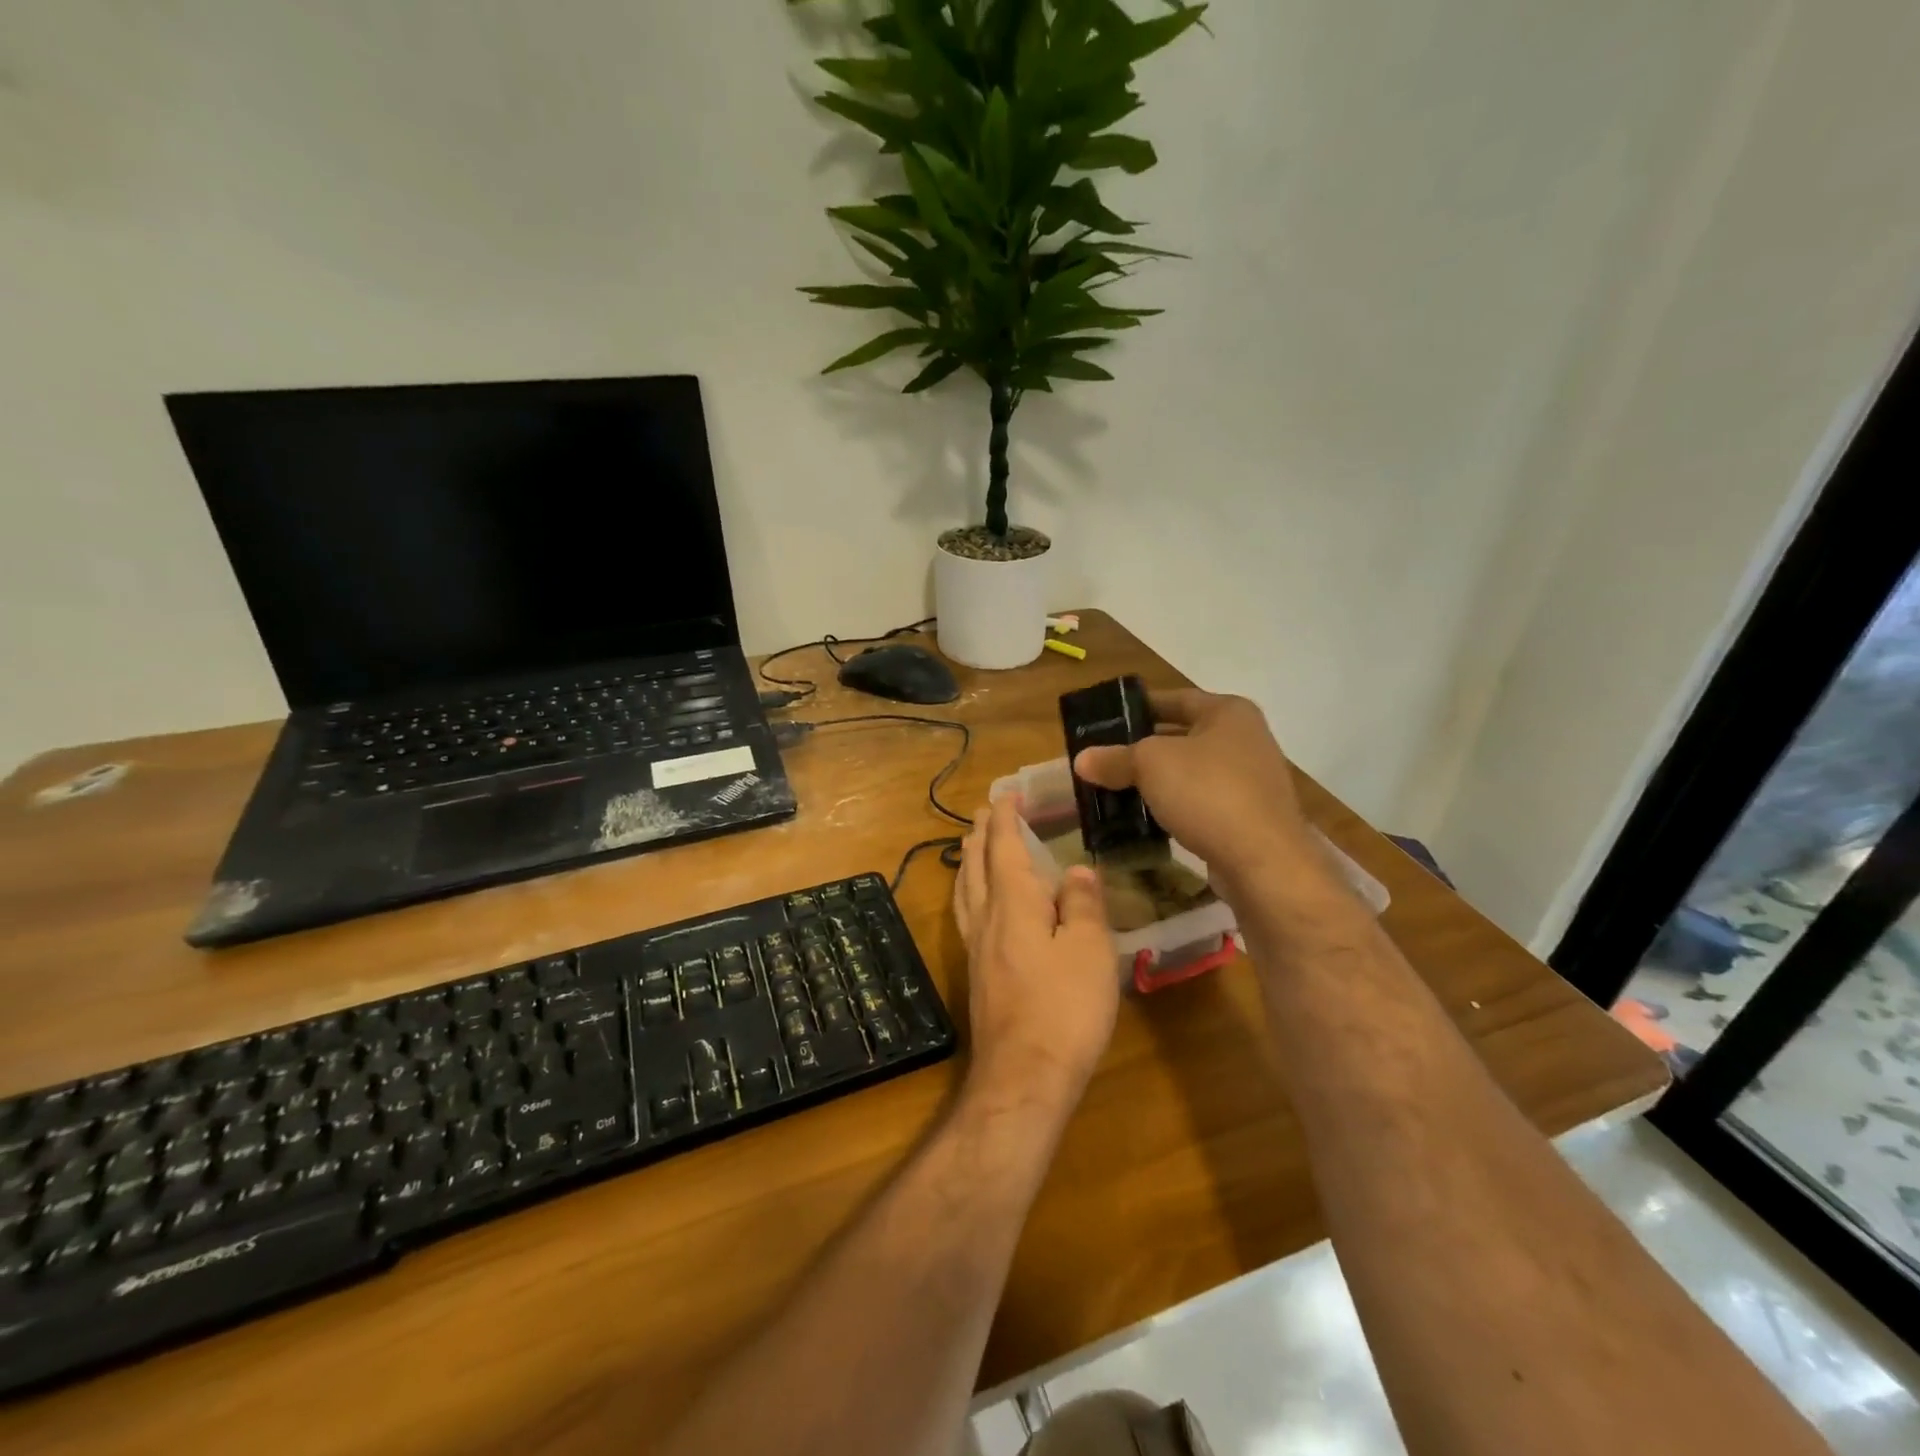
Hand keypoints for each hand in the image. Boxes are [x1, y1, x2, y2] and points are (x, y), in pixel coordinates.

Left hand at [953, 796, 1118, 1108]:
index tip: (1007, 795)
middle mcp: (986, 917)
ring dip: (969, 860)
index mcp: (1013, 903)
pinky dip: (969, 891)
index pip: (1005, 847)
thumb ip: (1083, 905)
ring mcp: (976, 947)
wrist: (1023, 1075)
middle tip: (985, 811)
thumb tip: (1076, 870)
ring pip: (965, 889)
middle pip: (977, 864)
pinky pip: (966, 914)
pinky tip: (977, 904)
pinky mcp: (977, 973)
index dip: (1005, 819)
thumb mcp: (1090, 950)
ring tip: (972, 846)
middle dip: (982, 834)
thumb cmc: (1064, 1008)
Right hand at [1072, 689, 1327, 897]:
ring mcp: (1251, 781)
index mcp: (1229, 712)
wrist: (1263, 861)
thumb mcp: (1150, 764)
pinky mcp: (1248, 818)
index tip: (1105, 719)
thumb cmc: (1208, 793)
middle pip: (1182, 736)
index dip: (1138, 706)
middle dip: (1142, 748)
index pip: (1175, 698)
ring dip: (1157, 781)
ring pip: (1190, 773)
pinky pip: (1201, 803)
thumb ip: (1115, 758)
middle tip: (1104, 757)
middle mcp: (1245, 739)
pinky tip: (1146, 819)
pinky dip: (1174, 807)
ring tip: (1116, 790)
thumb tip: (1081, 760)